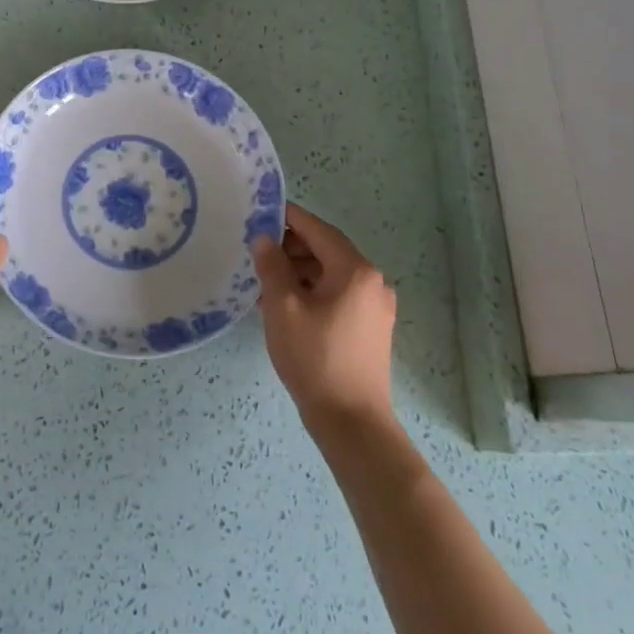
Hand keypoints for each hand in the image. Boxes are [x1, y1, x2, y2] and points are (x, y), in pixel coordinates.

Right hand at [253, 202, 397, 435]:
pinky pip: (339, 295)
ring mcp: (375, 307)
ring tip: (265, 279)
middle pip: (327, 250)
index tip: (261, 212)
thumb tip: (265, 239)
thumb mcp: (283, 307)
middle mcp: (372, 282)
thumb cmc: (314, 358)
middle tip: (258, 250)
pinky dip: (313, 291)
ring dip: (300, 271)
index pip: (318, 229)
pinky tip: (286, 303)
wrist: (351, 422)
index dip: (289, 218)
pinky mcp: (371, 328)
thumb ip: (272, 266)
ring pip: (332, 274)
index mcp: (355, 270)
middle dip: (292, 247)